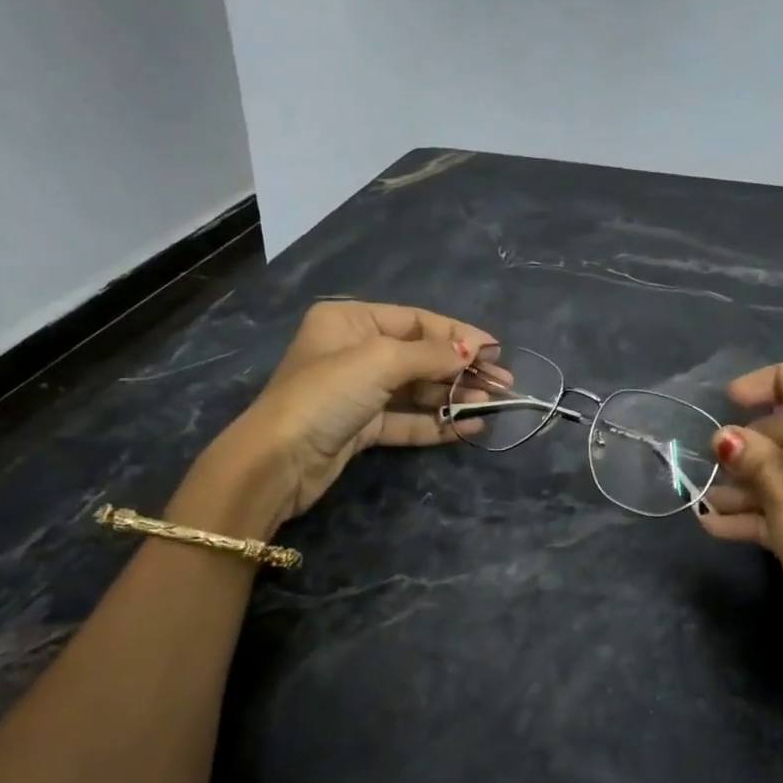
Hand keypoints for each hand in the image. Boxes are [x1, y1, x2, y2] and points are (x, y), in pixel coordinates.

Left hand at [196, 301, 496, 527]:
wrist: (278, 462)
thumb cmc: (326, 394)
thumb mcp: (380, 361)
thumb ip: (431, 354)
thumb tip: (473, 351)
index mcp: (350, 321)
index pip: (416, 321)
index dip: (458, 334)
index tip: (496, 351)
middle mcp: (353, 351)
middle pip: (420, 355)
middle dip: (462, 369)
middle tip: (504, 384)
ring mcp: (358, 392)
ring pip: (416, 390)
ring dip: (454, 397)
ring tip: (493, 406)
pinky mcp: (361, 428)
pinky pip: (407, 420)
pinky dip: (437, 423)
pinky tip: (470, 428)